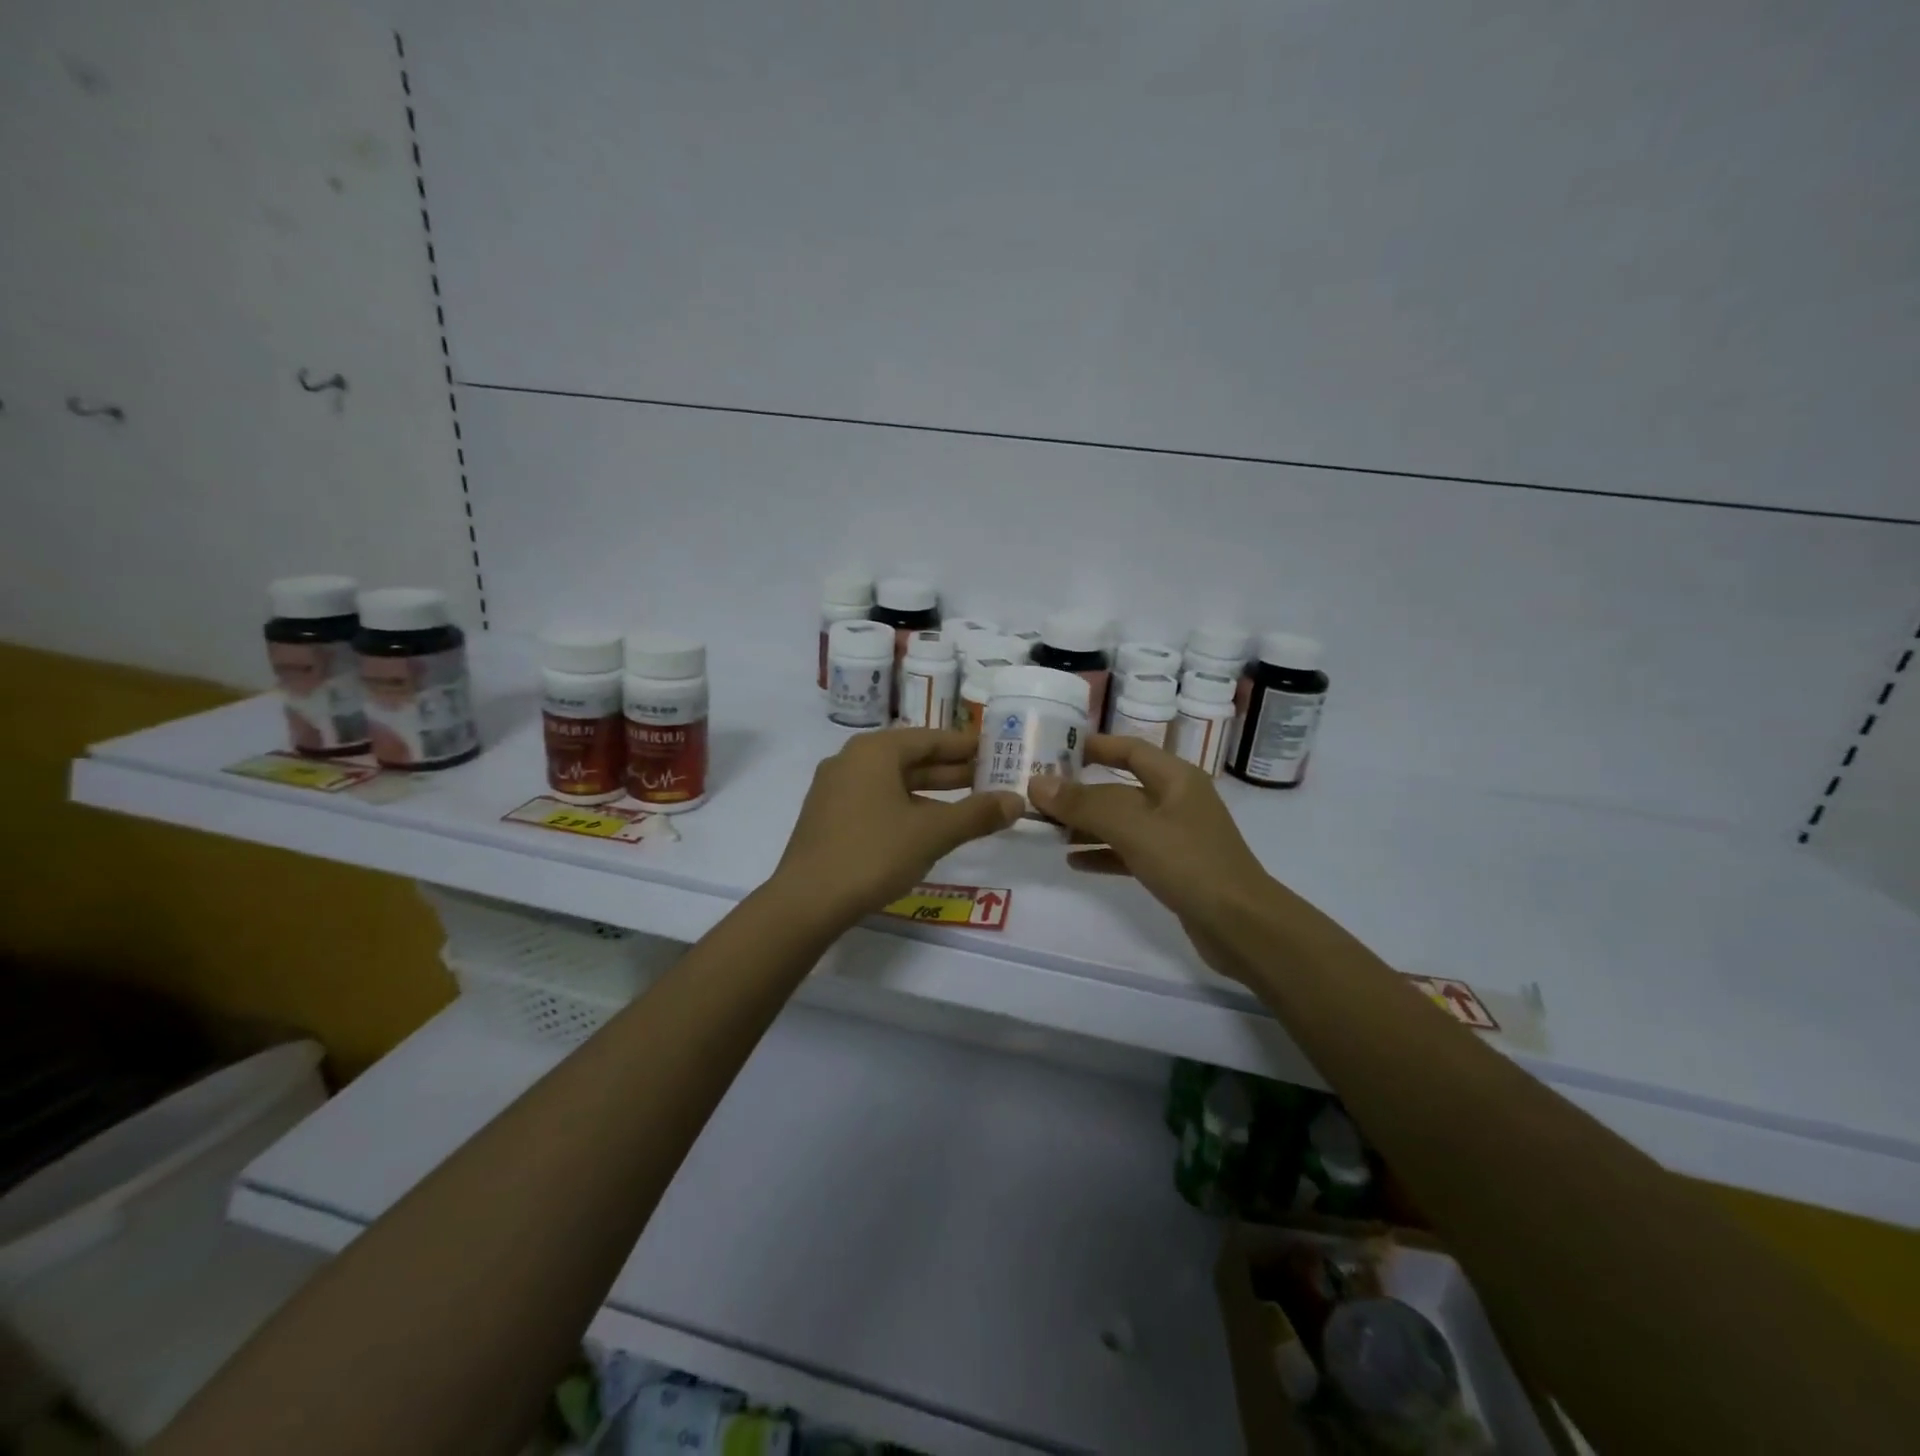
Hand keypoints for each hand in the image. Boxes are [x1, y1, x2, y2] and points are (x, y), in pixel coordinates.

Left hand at [771, 728, 1023, 926]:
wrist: (806, 901)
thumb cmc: (873, 854)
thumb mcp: (933, 833)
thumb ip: (977, 814)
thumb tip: (1017, 801)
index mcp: (875, 751)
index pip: (930, 738)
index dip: (965, 746)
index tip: (996, 752)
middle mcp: (851, 760)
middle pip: (911, 758)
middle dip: (951, 770)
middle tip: (990, 779)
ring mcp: (835, 789)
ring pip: (893, 782)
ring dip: (931, 792)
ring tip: (967, 804)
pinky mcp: (828, 817)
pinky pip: (876, 800)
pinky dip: (906, 807)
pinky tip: (927, 827)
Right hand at [1029, 736, 1278, 978]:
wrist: (1242, 927)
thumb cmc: (1190, 864)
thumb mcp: (1134, 828)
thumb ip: (1085, 804)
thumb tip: (1037, 783)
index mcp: (1176, 779)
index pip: (1130, 749)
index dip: (1095, 745)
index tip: (1055, 748)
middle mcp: (1176, 801)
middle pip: (1120, 788)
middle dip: (1081, 792)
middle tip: (1038, 795)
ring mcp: (1176, 836)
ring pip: (1122, 822)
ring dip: (1087, 825)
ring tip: (1047, 830)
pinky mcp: (1173, 869)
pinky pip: (1129, 852)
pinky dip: (1103, 853)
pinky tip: (1073, 861)